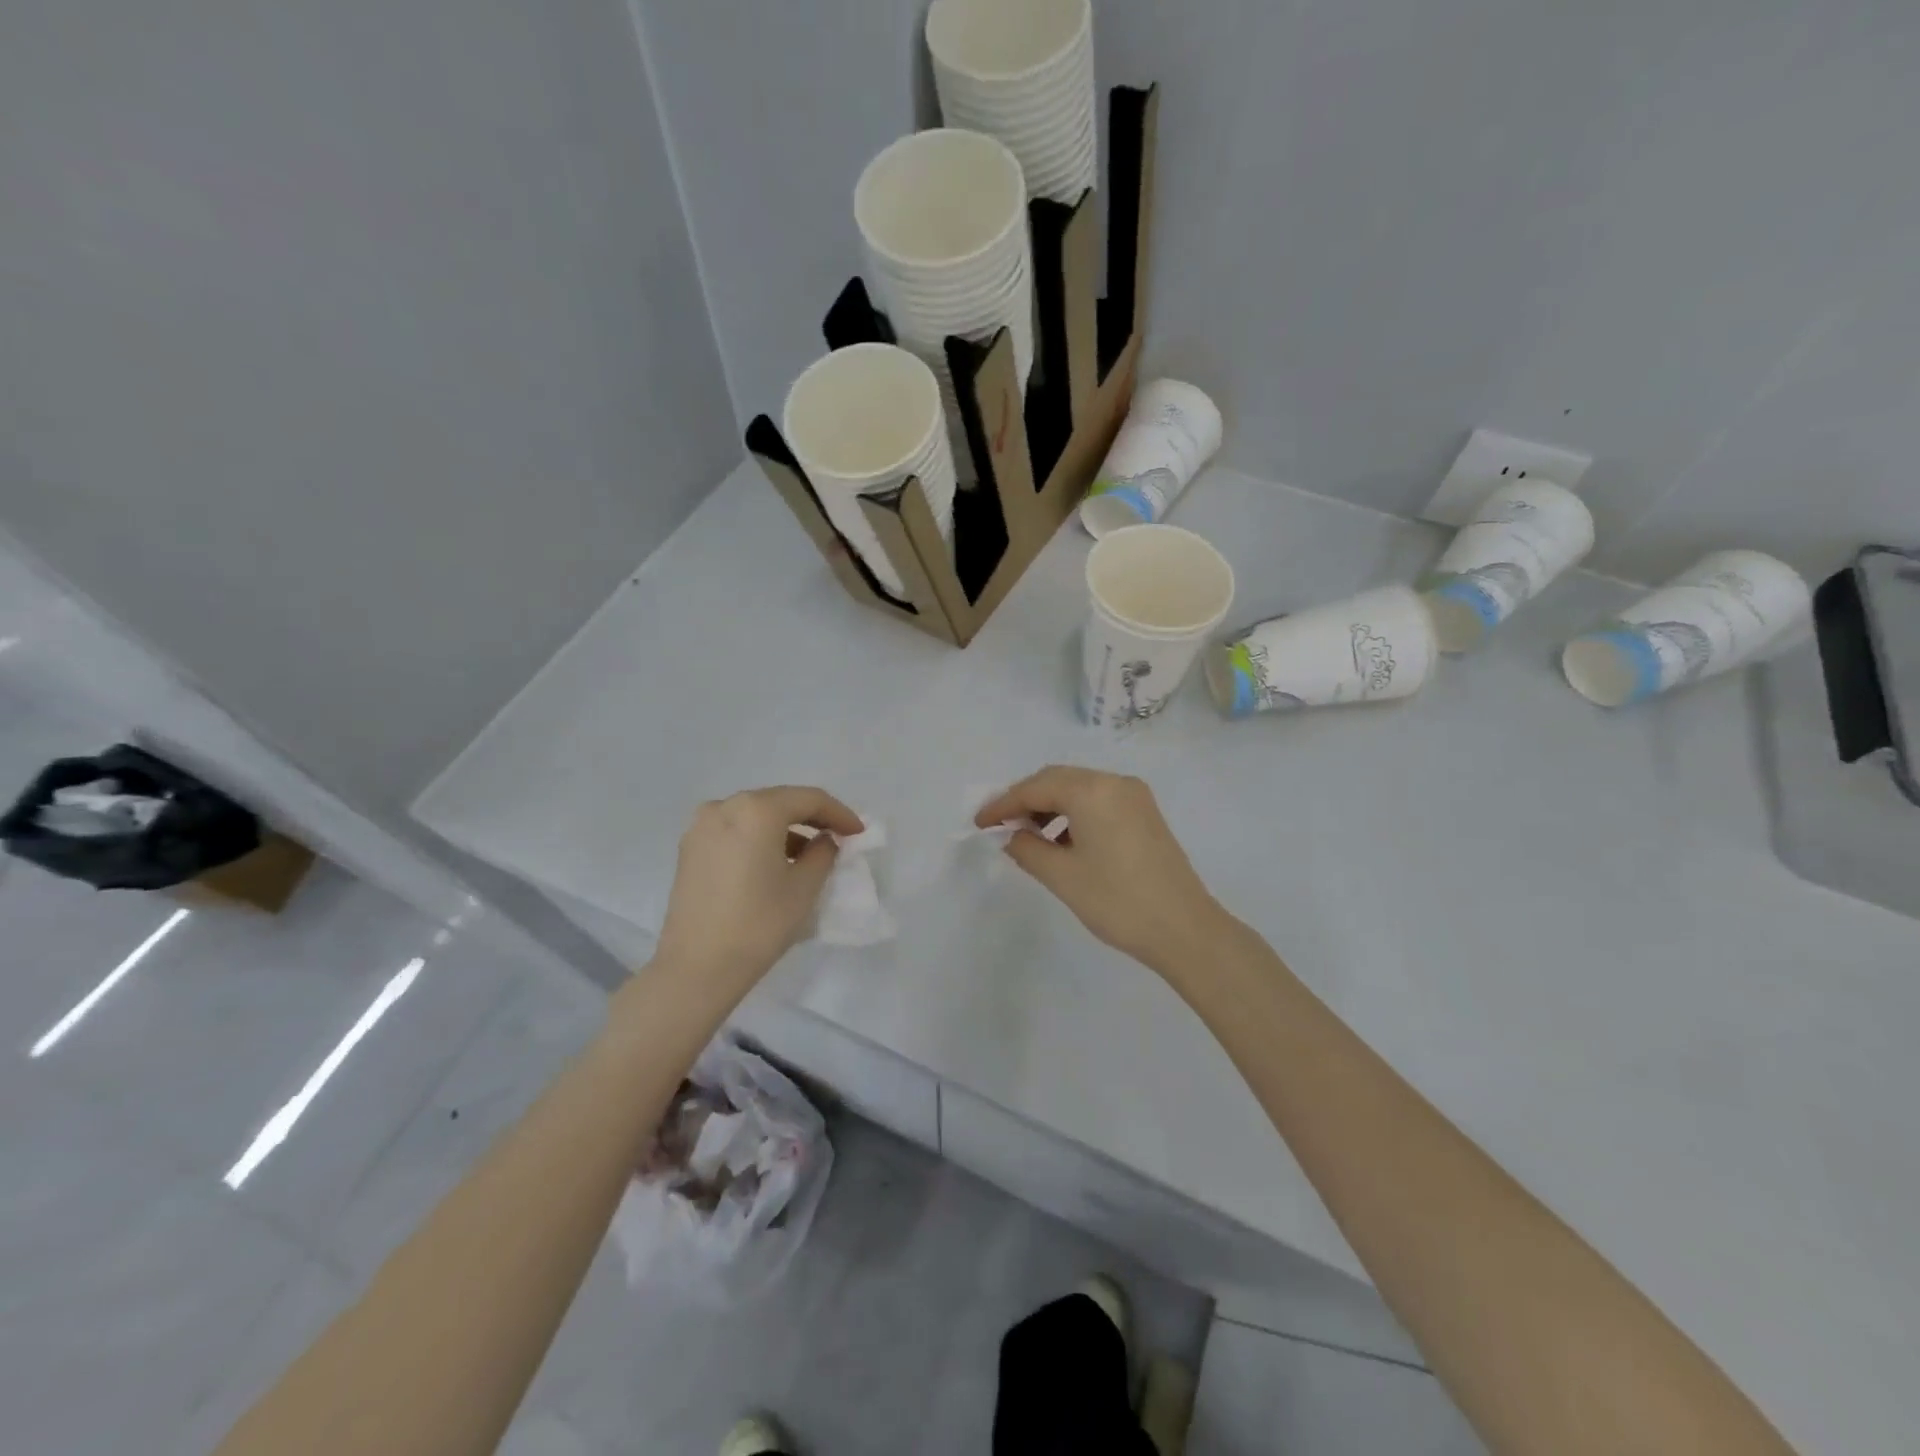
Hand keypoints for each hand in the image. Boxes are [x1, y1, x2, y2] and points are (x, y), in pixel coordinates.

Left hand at [656, 786, 862, 985]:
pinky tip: (772, 860)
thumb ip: (823, 852)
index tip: (858, 832)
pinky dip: (758, 837)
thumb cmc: (759, 924)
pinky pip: (733, 830)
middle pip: (779, 801)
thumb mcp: (805, 887)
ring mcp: (701, 826)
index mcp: (757, 810)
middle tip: (837, 836)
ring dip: (784, 827)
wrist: (697, 967)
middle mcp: (725, 806)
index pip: (809, 799)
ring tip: (807, 853)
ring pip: (754, 814)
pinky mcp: (689, 848)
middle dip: (811, 817)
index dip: (839, 813)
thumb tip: (824, 840)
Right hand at [975, 766, 1229, 973]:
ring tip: (1028, 836)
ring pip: (1079, 789)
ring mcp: (1134, 796)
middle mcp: (1114, 782)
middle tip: (999, 825)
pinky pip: (1099, 801)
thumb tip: (1012, 835)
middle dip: (1025, 800)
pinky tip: (1062, 841)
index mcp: (1092, 791)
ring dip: (1049, 807)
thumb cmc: (1117, 901)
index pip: (1035, 788)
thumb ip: (1027, 848)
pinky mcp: (1145, 813)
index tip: (979, 823)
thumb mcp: (1062, 876)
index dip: (1003, 803)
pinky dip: (1074, 814)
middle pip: (1057, 780)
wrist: (1185, 929)